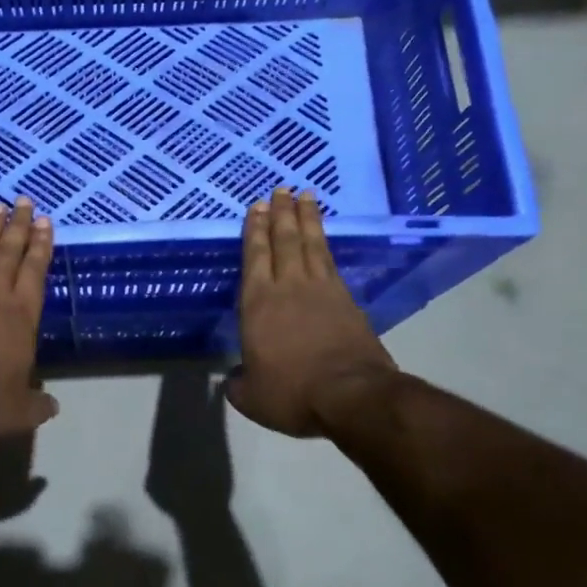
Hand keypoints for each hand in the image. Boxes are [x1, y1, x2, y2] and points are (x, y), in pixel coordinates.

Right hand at [225, 188, 398, 436]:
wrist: (352, 396)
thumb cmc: (293, 393)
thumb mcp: (253, 397)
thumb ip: (239, 385)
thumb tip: (234, 380)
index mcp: (258, 304)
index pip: (255, 256)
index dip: (255, 230)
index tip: (257, 206)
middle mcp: (289, 287)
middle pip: (284, 241)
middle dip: (280, 213)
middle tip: (280, 189)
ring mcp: (322, 290)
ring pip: (310, 244)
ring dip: (306, 219)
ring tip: (305, 196)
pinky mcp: (348, 300)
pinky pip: (331, 261)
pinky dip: (325, 243)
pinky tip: (323, 237)